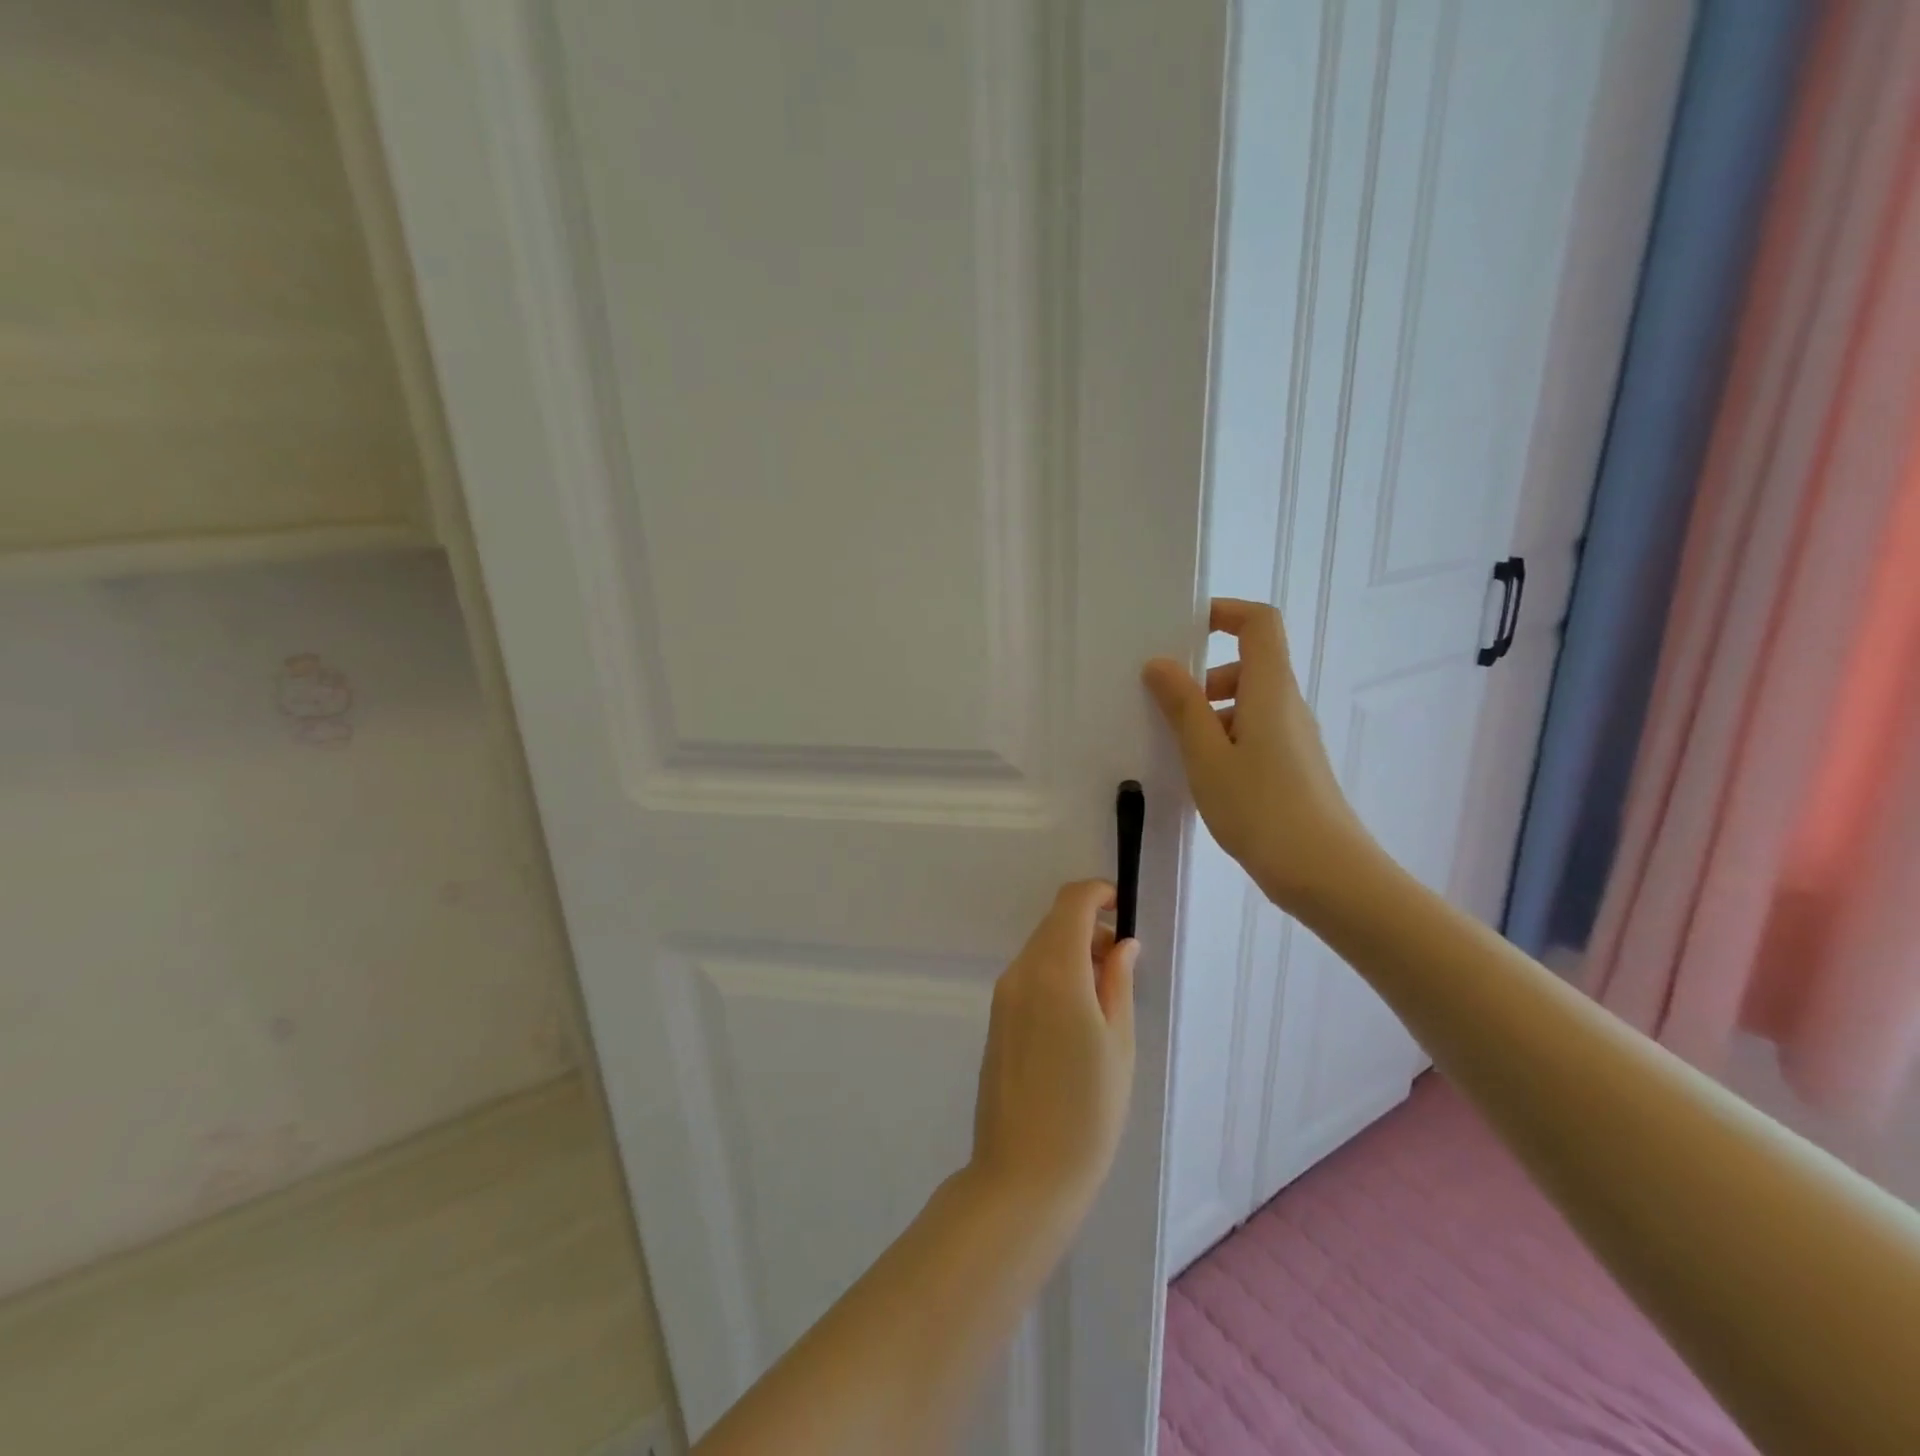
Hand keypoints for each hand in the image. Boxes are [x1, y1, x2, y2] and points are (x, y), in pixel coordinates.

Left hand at [969, 881, 1137, 1228]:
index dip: (1099, 894)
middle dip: (1090, 928)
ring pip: (1041, 949)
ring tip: (1106, 998)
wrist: (1024, 1174)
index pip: (1071, 902)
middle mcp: (1021, 972)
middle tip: (1124, 966)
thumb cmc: (1087, 1111)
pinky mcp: (996, 1018)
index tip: (1124, 909)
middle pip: (1054, 924)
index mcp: (1055, 971)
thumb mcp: (1119, 1044)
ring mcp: (1003, 995)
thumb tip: (1121, 944)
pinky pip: (1029, 976)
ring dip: (1073, 952)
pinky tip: (1077, 1018)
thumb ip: (1118, 982)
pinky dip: (1055, 974)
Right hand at [1142, 598, 1371, 909]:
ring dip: (1210, 712)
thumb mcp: (1207, 757)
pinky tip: (1203, 777)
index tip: (1184, 631)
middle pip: (1250, 664)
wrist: (1326, 874)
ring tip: (1178, 749)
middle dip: (1204, 675)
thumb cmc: (1261, 808)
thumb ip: (1182, 707)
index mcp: (1269, 690)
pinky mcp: (1293, 767)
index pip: (1260, 622)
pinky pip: (1254, 733)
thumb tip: (1160, 664)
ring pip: (1249, 703)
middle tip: (1167, 705)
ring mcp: (1294, 738)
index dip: (1224, 613)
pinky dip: (1224, 739)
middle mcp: (1287, 705)